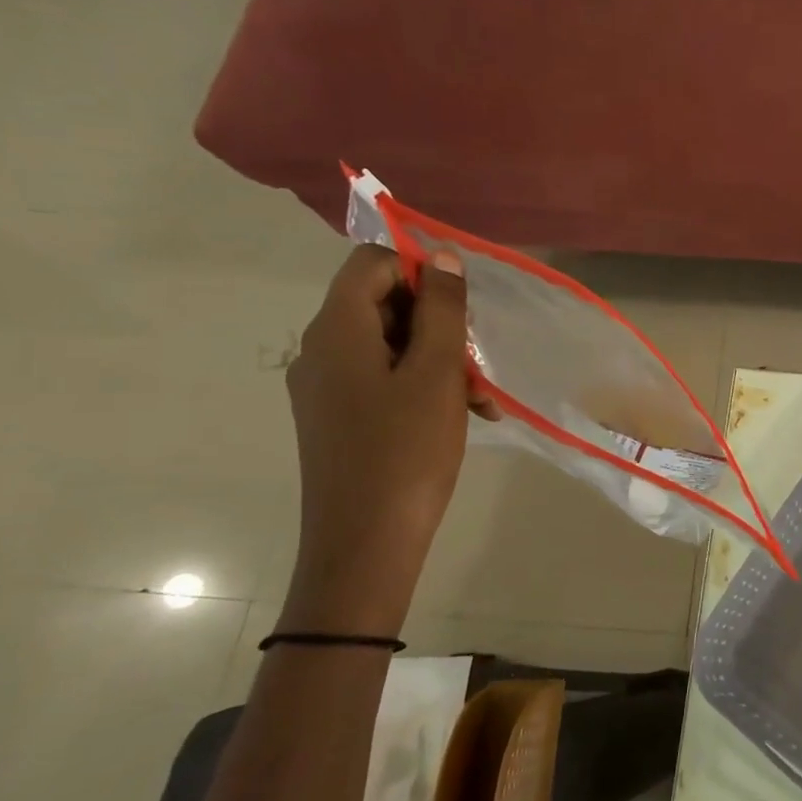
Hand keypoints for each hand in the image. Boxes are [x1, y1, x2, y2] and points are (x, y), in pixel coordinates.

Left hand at [282, 244, 498, 635]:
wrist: (366, 543)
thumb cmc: (406, 451)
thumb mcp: (436, 374)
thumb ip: (441, 310)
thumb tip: (441, 257)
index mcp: (337, 330)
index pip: (371, 263)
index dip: (420, 271)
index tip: (463, 308)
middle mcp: (321, 351)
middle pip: (382, 304)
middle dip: (438, 324)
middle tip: (478, 364)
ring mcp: (327, 388)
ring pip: (389, 346)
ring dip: (439, 361)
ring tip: (480, 402)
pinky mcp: (338, 419)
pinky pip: (382, 381)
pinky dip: (422, 387)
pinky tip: (462, 418)